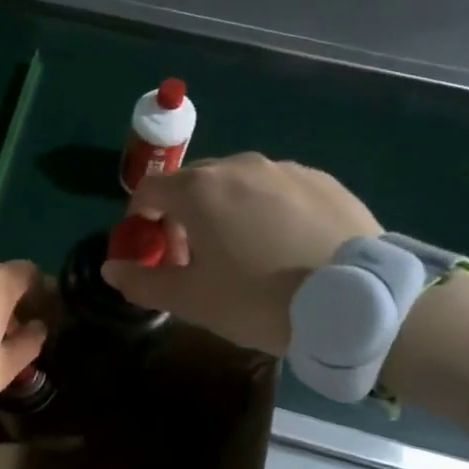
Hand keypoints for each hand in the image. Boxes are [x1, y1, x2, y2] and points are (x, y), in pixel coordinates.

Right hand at [102, 153, 382, 354]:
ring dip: (226, 208)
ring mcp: (284, 169)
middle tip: (196, 255)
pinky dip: (267, 208)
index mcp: (198, 190)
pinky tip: (285, 243)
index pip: (149, 189)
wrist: (357, 301)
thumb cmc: (259, 300)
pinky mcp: (322, 181)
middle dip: (183, 213)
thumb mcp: (193, 301)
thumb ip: (143, 282)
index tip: (150, 246)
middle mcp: (237, 166)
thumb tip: (110, 268)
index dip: (141, 217)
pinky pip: (277, 188)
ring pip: (238, 183)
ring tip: (245, 250)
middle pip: (193, 183)